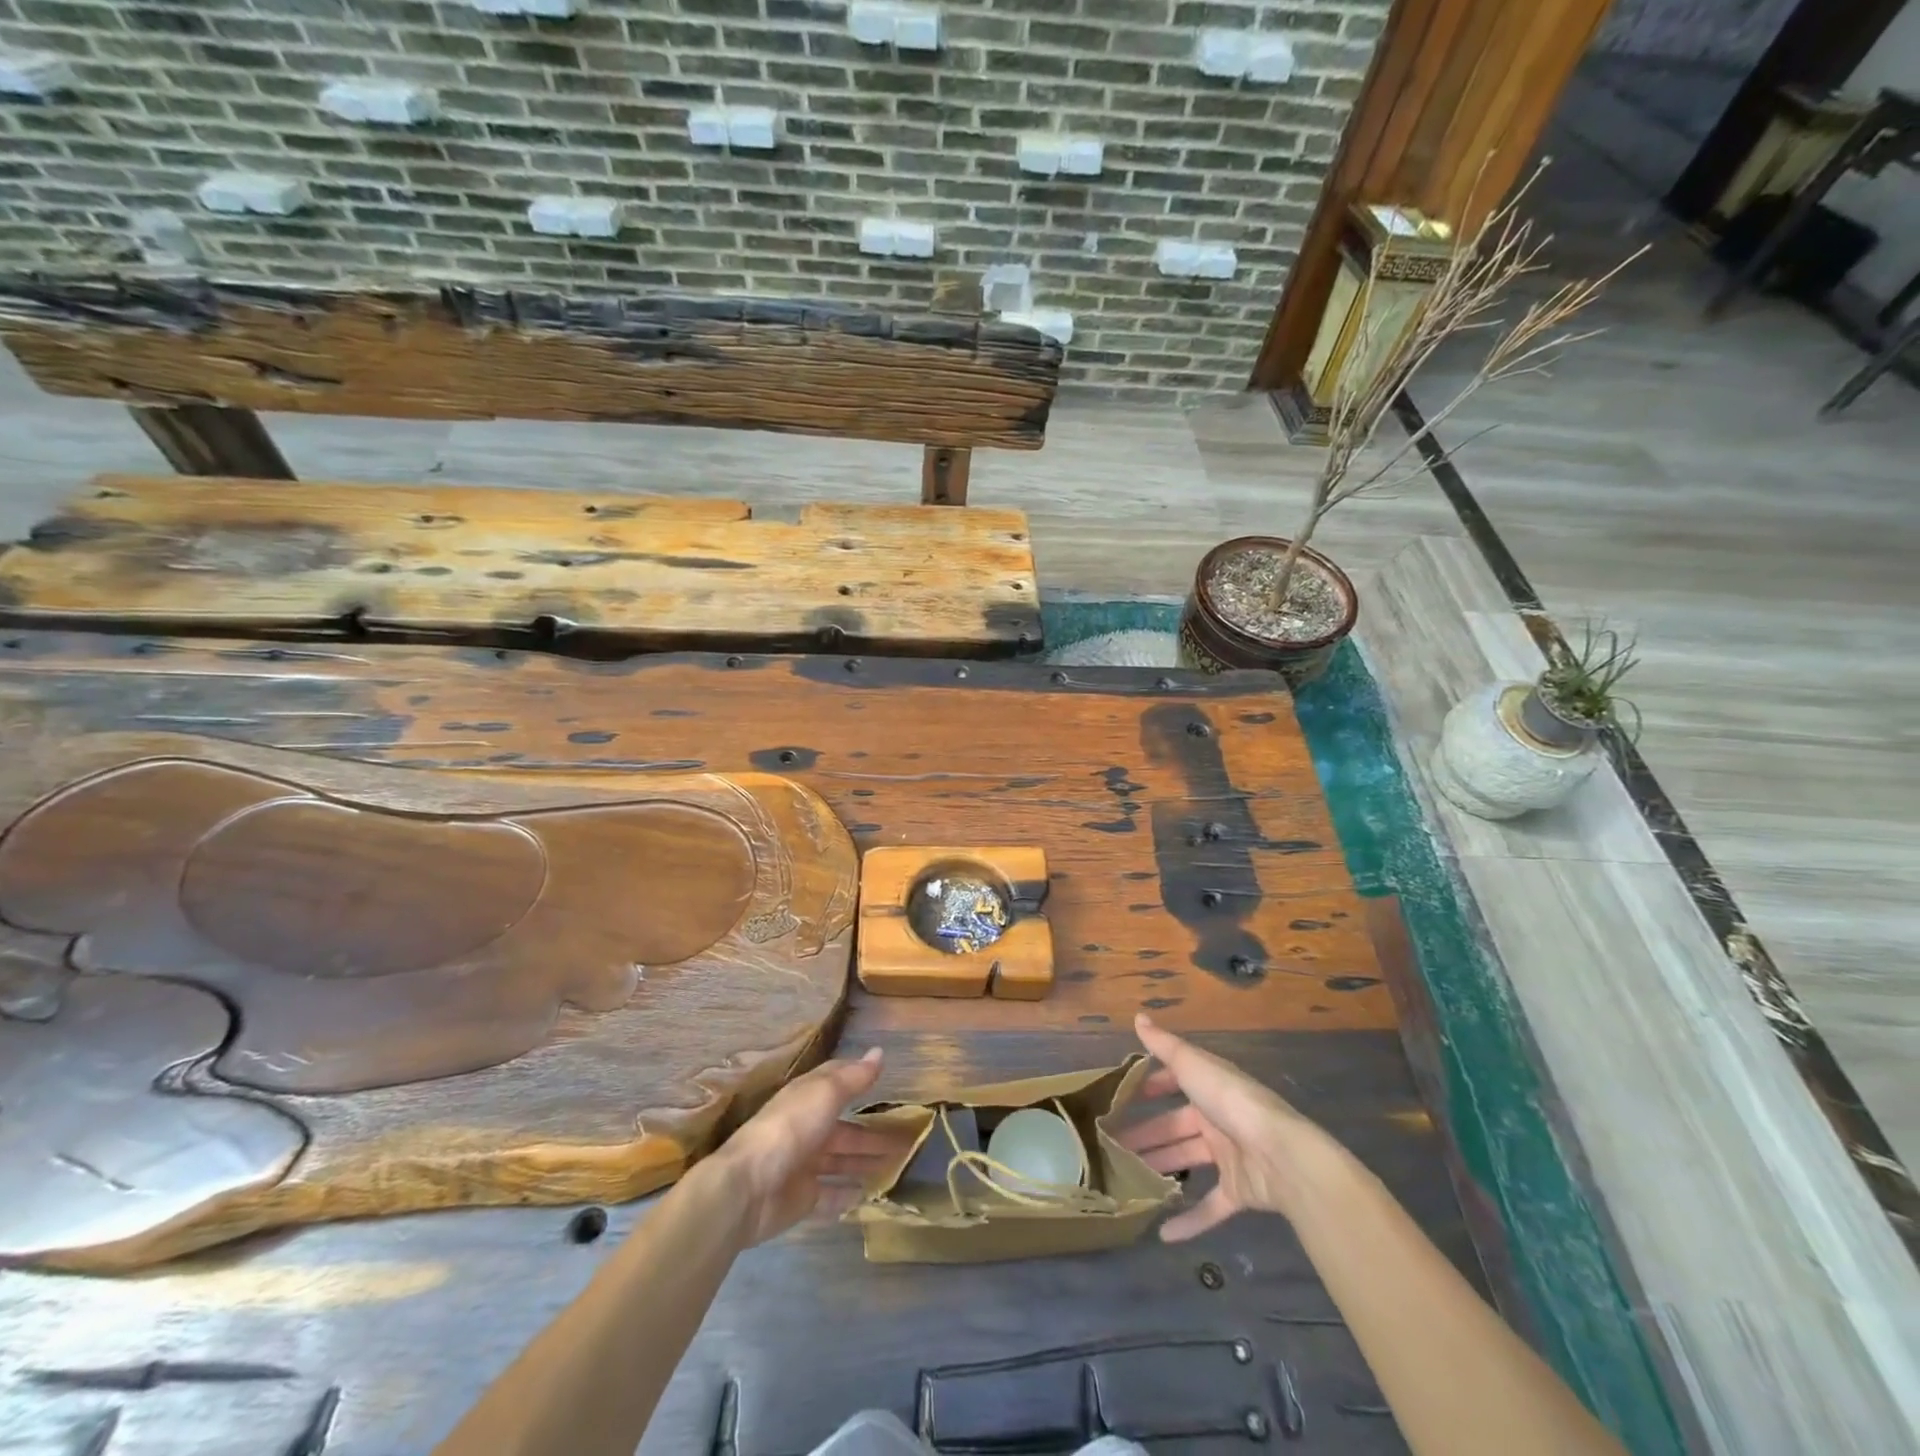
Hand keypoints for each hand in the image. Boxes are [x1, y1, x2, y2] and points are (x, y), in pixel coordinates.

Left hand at [701, 1048, 903, 1245]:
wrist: (748, 1188)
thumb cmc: (789, 1130)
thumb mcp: (825, 1094)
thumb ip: (853, 1077)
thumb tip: (879, 1052)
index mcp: (807, 1098)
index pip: (836, 1083)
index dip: (858, 1079)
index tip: (885, 1079)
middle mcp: (806, 1129)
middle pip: (844, 1130)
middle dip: (871, 1133)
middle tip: (906, 1140)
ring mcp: (803, 1165)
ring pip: (840, 1161)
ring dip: (864, 1161)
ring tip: (896, 1166)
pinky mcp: (802, 1199)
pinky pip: (830, 1194)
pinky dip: (847, 1193)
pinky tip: (868, 1194)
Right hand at [1119, 1014, 1333, 1239]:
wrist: (1281, 1155)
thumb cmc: (1232, 1102)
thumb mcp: (1193, 1066)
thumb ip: (1164, 1045)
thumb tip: (1138, 1016)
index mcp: (1208, 1087)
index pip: (1174, 1081)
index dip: (1150, 1087)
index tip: (1122, 1098)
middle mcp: (1217, 1119)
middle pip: (1174, 1126)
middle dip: (1145, 1134)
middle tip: (1111, 1146)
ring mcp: (1229, 1156)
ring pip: (1186, 1161)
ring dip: (1159, 1169)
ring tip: (1124, 1181)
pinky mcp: (1238, 1191)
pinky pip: (1210, 1207)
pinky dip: (1189, 1220)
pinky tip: (1162, 1232)